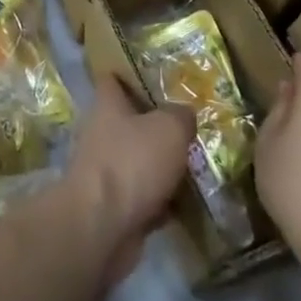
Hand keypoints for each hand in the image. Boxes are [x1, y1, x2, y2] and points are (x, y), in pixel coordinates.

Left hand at [62, 74, 194, 284]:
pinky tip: (189, 203)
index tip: (156, 74)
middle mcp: (102, 134)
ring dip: (162, 166)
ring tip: (198, 164)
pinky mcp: (114, 207)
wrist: (102, 226)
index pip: (113, 79)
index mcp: (107, 106)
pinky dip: (163, 201)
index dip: (131, 73)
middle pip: (130, 122)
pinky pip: (144, 197)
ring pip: (139, 161)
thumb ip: (181, 116)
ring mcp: (106, 172)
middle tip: (191, 126)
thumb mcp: (169, 128)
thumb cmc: (132, 162)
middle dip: (157, 125)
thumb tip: (184, 114)